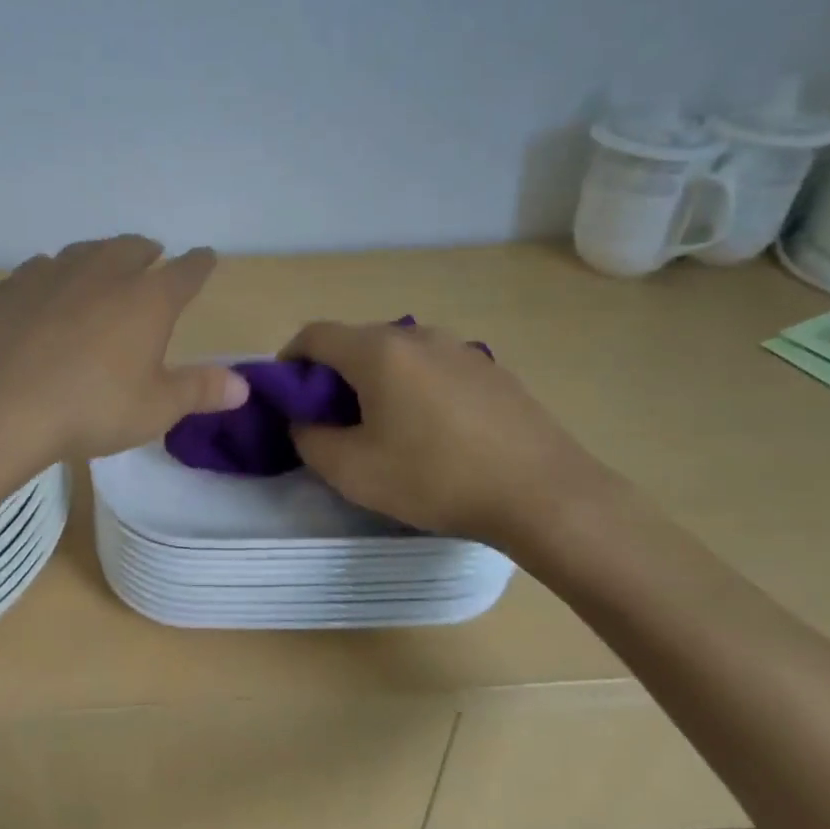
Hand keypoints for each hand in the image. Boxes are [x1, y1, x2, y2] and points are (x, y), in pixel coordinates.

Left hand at [0, 236, 248, 462]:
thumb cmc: (89, 407)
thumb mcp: (155, 409)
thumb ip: (200, 391)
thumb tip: (244, 385)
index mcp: (147, 300)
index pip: (185, 272)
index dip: (200, 264)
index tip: (206, 257)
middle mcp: (103, 273)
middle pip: (132, 248)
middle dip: (147, 251)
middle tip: (152, 256)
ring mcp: (53, 274)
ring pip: (85, 251)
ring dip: (101, 255)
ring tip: (103, 265)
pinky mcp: (12, 286)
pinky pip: (41, 267)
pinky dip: (55, 273)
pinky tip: (48, 288)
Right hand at [280, 320, 617, 552]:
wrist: (544, 494)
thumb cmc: (436, 478)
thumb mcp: (352, 471)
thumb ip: (309, 439)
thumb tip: (304, 421)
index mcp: (378, 351)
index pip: (314, 334)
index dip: (288, 360)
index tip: (285, 397)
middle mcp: (417, 336)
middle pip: (355, 341)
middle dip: (330, 373)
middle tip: (329, 419)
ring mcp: (460, 349)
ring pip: (397, 354)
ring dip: (373, 380)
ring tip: (381, 426)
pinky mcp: (490, 370)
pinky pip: (433, 367)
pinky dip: (412, 386)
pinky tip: (429, 430)